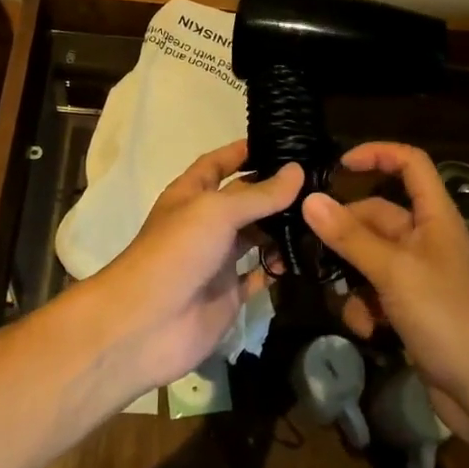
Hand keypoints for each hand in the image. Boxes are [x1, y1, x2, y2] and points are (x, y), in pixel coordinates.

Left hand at [84, 140, 303, 394]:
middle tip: (319, 181)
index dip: (244, 151)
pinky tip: (310, 256)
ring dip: (282, 228)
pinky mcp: (229, 294)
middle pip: (244, 200)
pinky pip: (259, 274)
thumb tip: (297, 170)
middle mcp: (205, 223)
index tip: (282, 141)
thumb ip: (259, 194)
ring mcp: (217, 260)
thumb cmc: (175, 252)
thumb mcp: (216, 212)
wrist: (145, 326)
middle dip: (274, 191)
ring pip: (256, 236)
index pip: (218, 163)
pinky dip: (280, 266)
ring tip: (322, 216)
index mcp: (191, 194)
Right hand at [302, 142, 468, 437]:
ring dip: (351, 278)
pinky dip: (364, 307)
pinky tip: (366, 331)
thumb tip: (309, 199)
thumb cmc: (448, 318)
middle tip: (314, 250)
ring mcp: (419, 276)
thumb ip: (350, 237)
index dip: (377, 155)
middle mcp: (427, 239)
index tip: (339, 166)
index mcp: (435, 217)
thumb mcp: (394, 272)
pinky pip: (375, 292)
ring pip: (369, 257)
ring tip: (345, 302)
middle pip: (377, 216)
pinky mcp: (412, 309)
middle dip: (346, 235)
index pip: (410, 164)